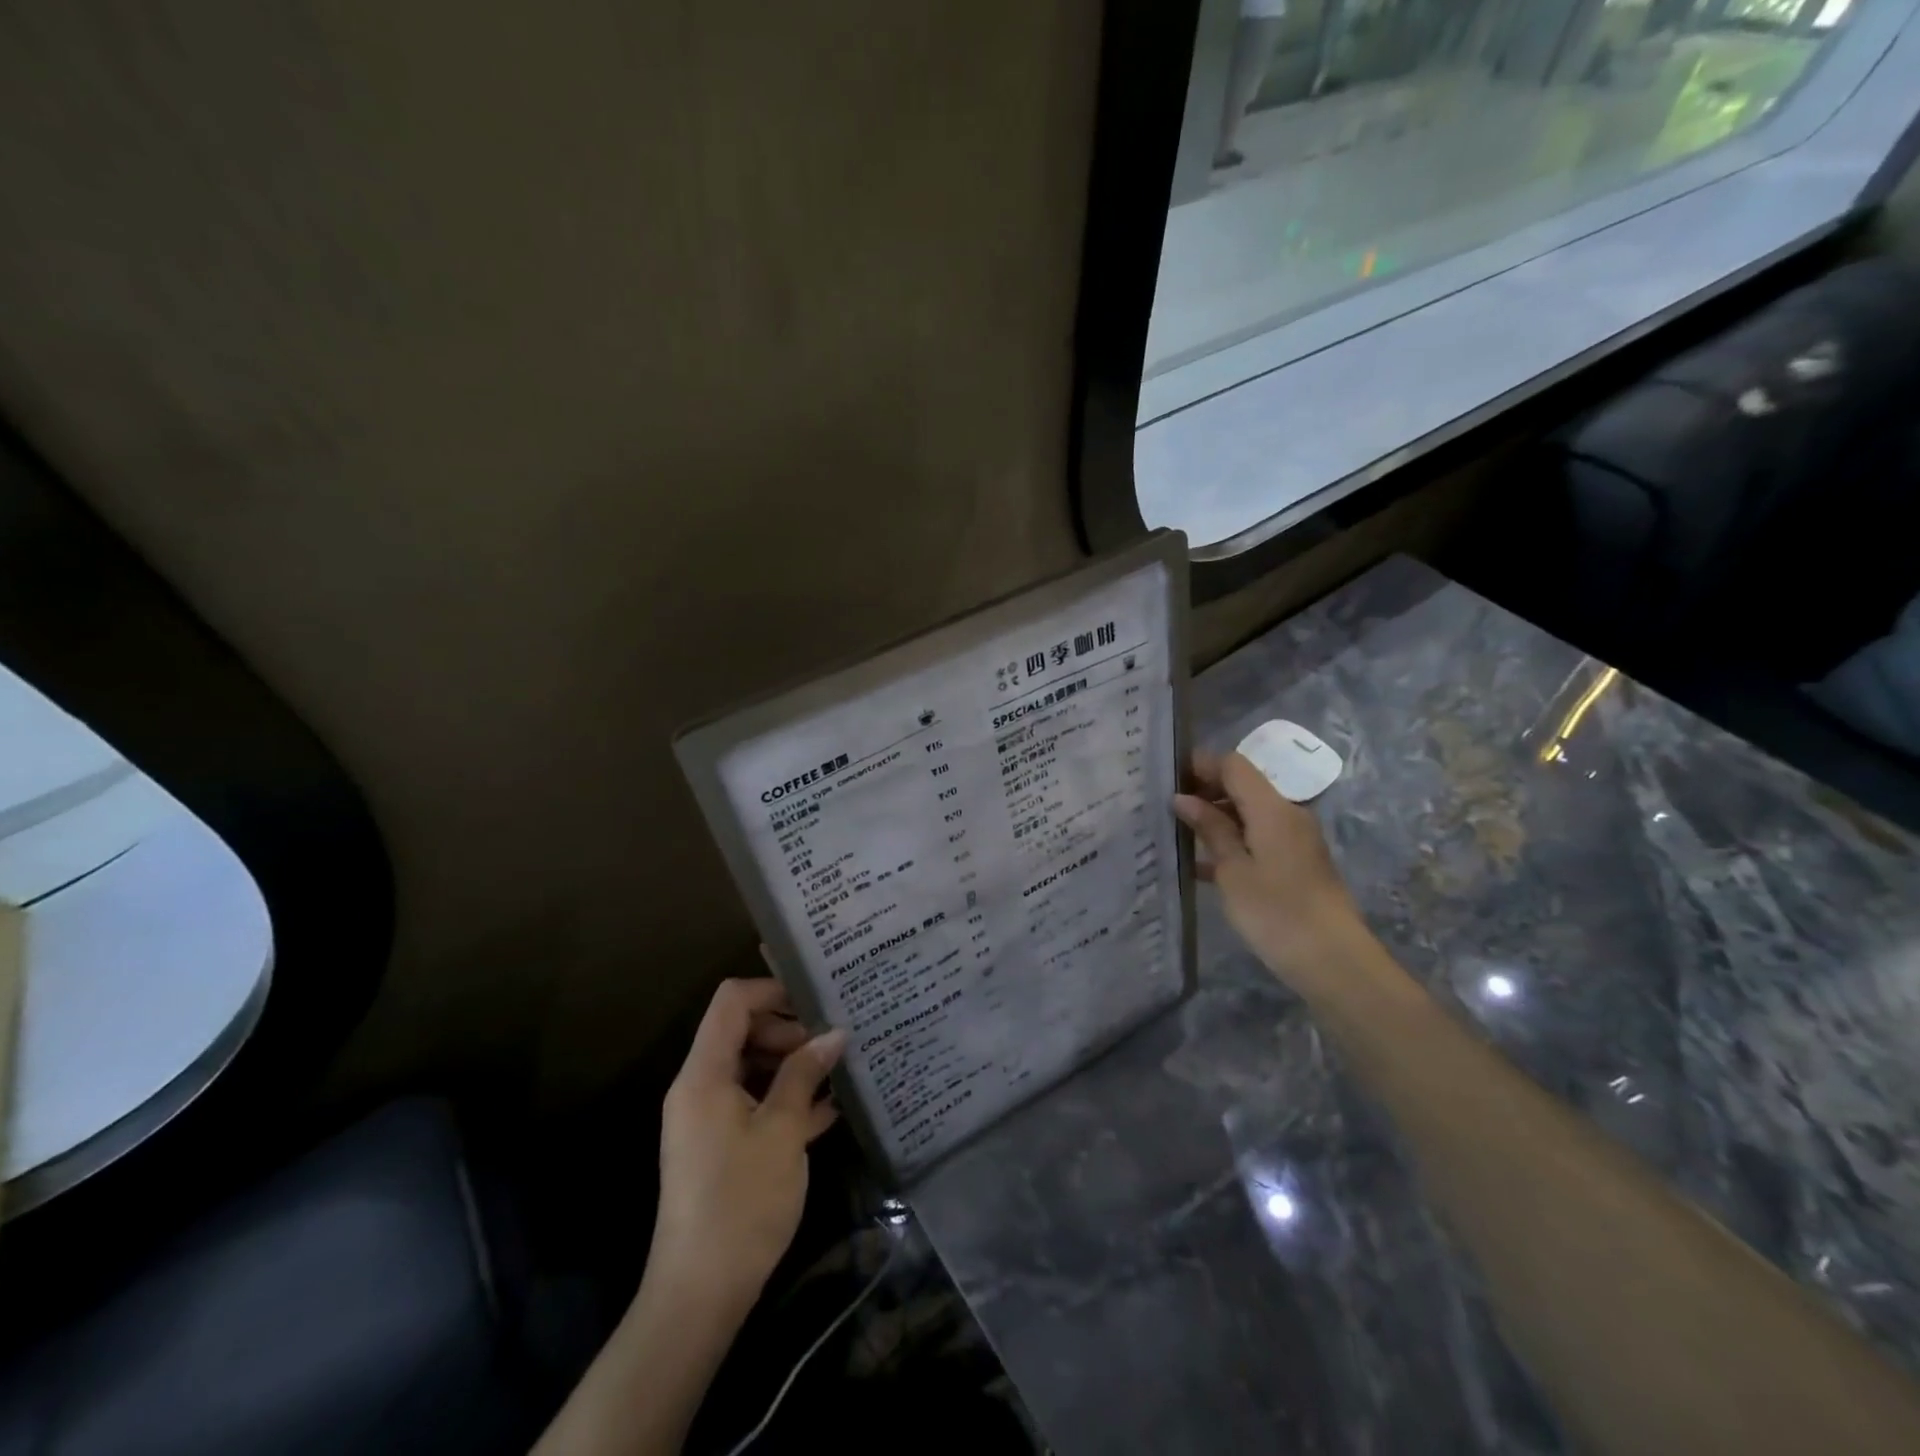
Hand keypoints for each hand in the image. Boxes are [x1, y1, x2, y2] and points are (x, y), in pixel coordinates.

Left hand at [647, 977, 845, 1322]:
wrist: (700, 1294)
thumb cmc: (741, 1202)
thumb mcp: (782, 1131)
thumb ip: (805, 1075)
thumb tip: (834, 1033)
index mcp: (704, 1074)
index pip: (731, 1001)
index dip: (773, 990)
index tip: (817, 1001)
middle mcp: (700, 1087)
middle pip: (742, 1030)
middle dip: (789, 1030)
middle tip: (833, 1044)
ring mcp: (708, 1118)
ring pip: (751, 1067)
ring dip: (792, 1065)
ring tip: (839, 1071)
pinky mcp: (719, 1145)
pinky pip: (753, 1102)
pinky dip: (785, 1098)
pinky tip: (829, 1109)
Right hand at [1174, 752, 1377, 998]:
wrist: (1333, 961)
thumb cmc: (1276, 912)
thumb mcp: (1233, 870)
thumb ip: (1210, 829)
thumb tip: (1184, 798)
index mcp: (1272, 809)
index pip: (1234, 766)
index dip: (1201, 765)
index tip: (1167, 777)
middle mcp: (1288, 815)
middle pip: (1244, 787)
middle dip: (1206, 791)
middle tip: (1167, 808)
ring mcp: (1296, 840)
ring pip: (1250, 814)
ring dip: (1217, 819)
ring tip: (1178, 834)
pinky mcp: (1297, 864)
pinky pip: (1259, 838)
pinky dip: (1233, 842)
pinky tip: (1203, 865)